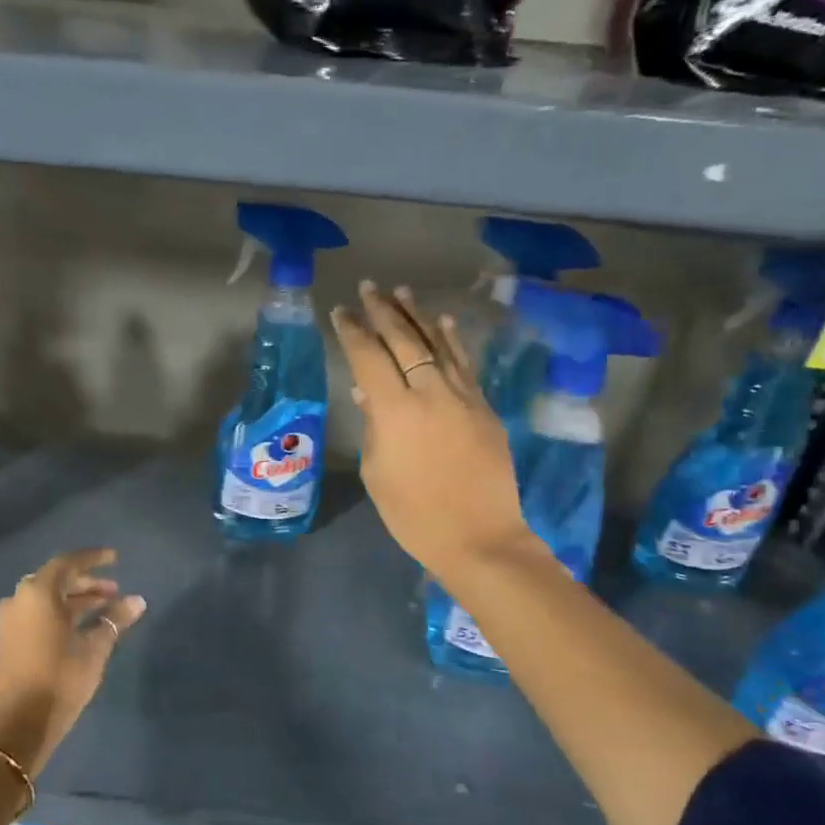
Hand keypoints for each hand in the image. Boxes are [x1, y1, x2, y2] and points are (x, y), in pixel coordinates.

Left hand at [0, 548, 145, 776]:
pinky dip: (61, 612)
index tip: (115, 558)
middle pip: (57, 579)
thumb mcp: (94, 648)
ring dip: (75, 598)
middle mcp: (20, 599)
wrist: (19, 724)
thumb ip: (115, 619)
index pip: (68, 563)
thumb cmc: (60, 680)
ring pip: (47, 597)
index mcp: (38, 593)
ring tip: (105, 606)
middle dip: (87, 582)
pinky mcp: (9, 638)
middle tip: (114, 590)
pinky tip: (83, 624)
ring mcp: (11, 620)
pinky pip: (38, 612)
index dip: (93, 558)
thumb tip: (137, 600)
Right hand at [331, 282, 543, 586]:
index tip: (340, 312)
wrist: (480, 538)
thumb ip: (374, 427)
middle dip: (383, 311)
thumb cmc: (414, 515)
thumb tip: (369, 394)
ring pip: (438, 344)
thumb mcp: (378, 473)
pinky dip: (452, 340)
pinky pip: (465, 364)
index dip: (352, 332)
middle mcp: (430, 393)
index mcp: (395, 411)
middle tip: (369, 287)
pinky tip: (443, 321)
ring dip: (417, 315)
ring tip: (402, 291)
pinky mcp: (485, 408)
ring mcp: (463, 397)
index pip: (369, 358)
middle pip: (404, 341)